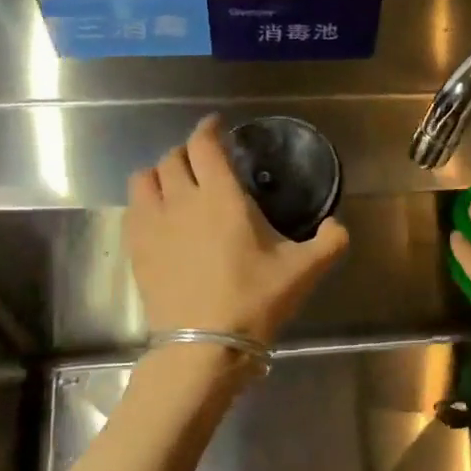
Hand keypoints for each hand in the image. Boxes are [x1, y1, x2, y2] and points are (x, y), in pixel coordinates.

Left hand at [126, 116, 349, 343]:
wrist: (205, 344)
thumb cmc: (256, 300)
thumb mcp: (305, 271)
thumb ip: (330, 241)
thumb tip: (337, 225)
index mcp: (222, 197)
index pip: (204, 145)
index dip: (209, 129)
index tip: (216, 126)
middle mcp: (182, 200)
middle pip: (173, 157)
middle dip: (188, 151)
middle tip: (203, 161)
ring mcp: (153, 224)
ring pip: (144, 178)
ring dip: (160, 172)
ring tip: (174, 184)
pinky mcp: (136, 249)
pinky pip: (132, 208)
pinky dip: (145, 201)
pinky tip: (159, 217)